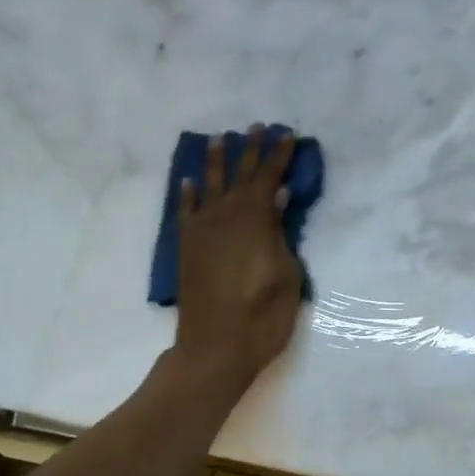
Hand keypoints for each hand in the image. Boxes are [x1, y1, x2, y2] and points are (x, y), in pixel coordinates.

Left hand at [175, 126, 302, 385]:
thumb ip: (280, 233)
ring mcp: (202, 233)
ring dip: (217, 162)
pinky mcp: (187, 249)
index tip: (288, 135)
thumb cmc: (263, 316)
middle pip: (240, 176)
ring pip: (210, 187)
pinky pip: (186, 212)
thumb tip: (278, 197)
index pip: (269, 179)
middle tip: (257, 126)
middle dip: (250, 150)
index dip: (279, 156)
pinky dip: (187, 195)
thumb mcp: (287, 275)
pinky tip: (189, 181)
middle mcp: (225, 218)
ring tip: (221, 138)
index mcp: (254, 222)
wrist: (214, 349)